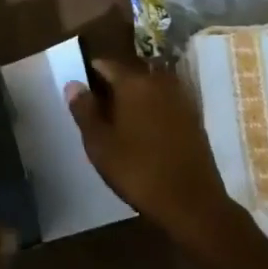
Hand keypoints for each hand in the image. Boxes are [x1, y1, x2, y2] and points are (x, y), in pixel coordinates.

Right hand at [65, 58, 246, 246]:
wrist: (192, 204)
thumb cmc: (138, 171)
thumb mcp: (99, 143)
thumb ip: (84, 110)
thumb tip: (74, 84)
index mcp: (134, 82)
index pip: (104, 64)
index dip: (88, 76)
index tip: (79, 96)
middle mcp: (159, 82)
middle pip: (127, 75)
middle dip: (110, 89)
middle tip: (95, 115)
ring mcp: (180, 99)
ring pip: (146, 90)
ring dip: (130, 102)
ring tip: (116, 127)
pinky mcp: (193, 119)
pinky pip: (163, 105)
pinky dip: (149, 113)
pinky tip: (141, 136)